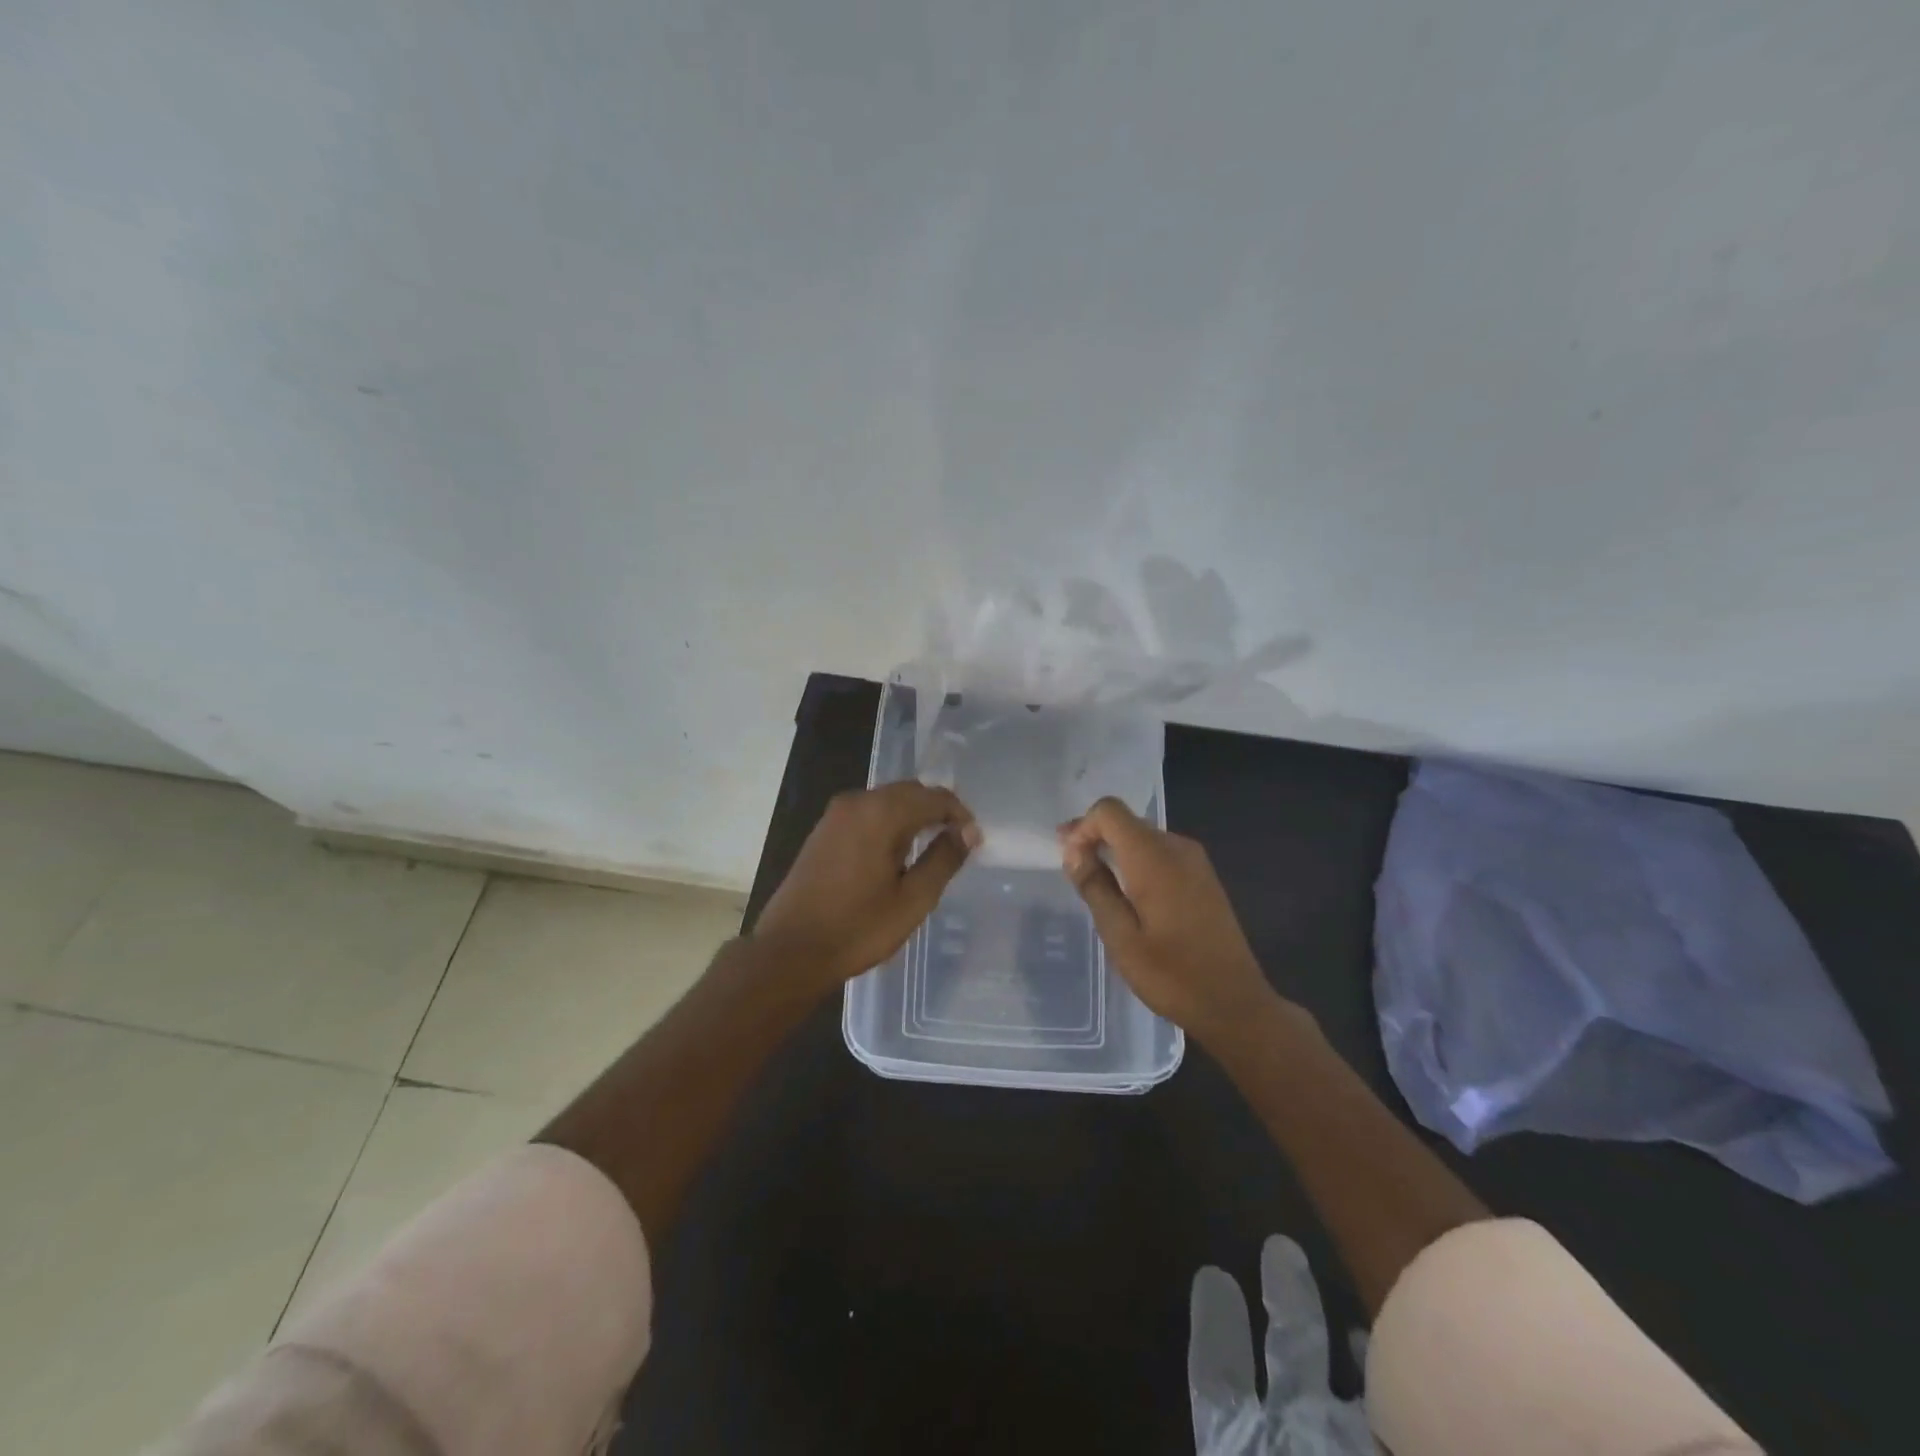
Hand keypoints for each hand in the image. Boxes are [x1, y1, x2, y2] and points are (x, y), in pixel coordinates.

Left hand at [754, 782, 980, 991]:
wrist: (789, 951)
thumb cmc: (857, 928)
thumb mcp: (913, 899)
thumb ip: (943, 859)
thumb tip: (968, 832)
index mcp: (881, 813)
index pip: (934, 797)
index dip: (959, 815)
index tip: (974, 842)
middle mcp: (857, 802)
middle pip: (909, 792)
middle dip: (937, 811)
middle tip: (956, 842)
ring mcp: (835, 815)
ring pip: (887, 801)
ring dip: (912, 816)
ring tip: (930, 849)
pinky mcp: (822, 831)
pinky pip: (867, 814)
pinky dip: (888, 823)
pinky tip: (895, 854)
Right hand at [1059, 797, 1278, 1040]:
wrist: (1235, 1004)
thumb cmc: (1172, 975)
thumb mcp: (1120, 936)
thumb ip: (1095, 887)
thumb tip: (1073, 852)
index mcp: (1154, 857)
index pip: (1109, 811)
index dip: (1083, 827)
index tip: (1070, 860)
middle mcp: (1177, 847)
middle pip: (1126, 821)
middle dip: (1094, 837)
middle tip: (1071, 867)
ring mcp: (1195, 861)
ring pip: (1142, 836)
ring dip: (1114, 850)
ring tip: (1094, 880)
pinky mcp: (1203, 877)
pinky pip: (1160, 853)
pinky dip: (1136, 861)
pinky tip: (1127, 891)